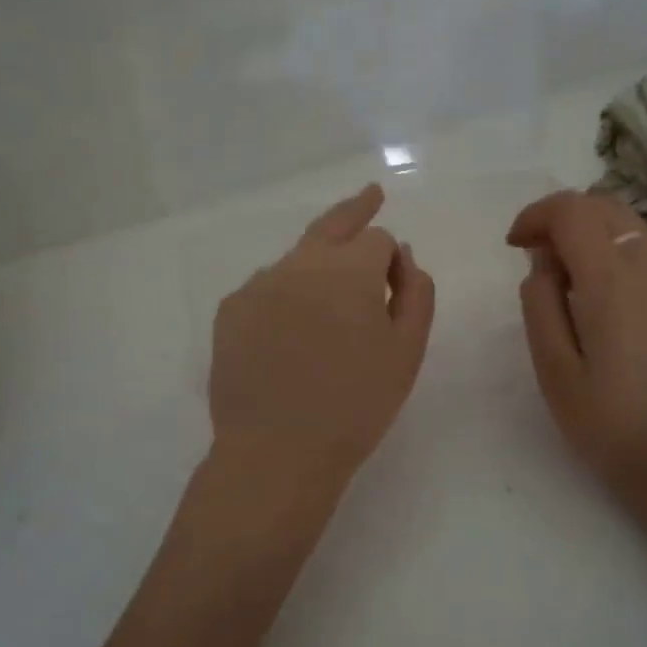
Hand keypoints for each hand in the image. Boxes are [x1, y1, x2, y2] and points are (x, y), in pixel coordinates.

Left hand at [209, 184, 435, 491]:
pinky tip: (289, 332)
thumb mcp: (407, 352)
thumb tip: (402, 256)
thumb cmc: (356, 406)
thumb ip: (415, 293)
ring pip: (297, 259)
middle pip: (332, 224)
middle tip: (370, 195)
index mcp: (349, 270)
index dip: (390, 259)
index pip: (375, 238)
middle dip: (355, 209)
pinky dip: (285, 295)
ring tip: (327, 303)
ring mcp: (258, 284)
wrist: (277, 451)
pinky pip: (266, 288)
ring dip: (317, 265)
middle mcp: (300, 263)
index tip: (395, 284)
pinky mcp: (230, 310)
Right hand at [507, 190, 646, 501]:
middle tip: (533, 253)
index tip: (513, 246)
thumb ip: (541, 305)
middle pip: (604, 204)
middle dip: (561, 215)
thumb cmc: (609, 422)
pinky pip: (641, 249)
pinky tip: (593, 293)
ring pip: (627, 223)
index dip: (536, 216)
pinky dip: (610, 248)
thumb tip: (542, 265)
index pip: (572, 211)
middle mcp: (646, 268)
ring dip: (587, 229)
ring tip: (560, 273)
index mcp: (610, 281)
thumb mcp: (554, 369)